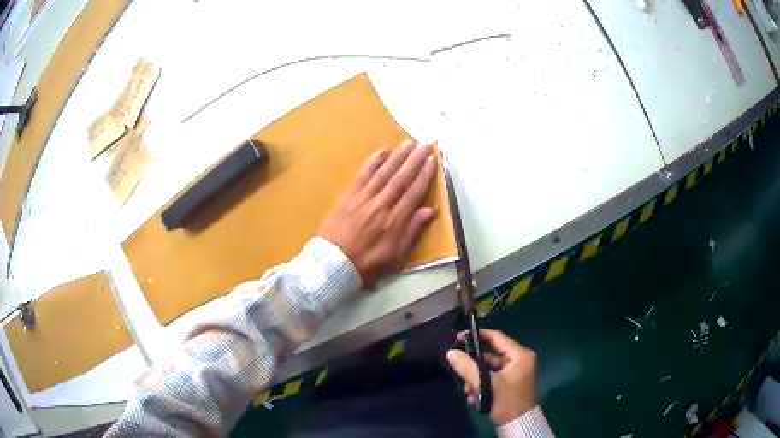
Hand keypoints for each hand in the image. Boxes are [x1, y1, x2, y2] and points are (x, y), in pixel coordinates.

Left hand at [318, 140, 436, 287]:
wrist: (333, 264)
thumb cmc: (367, 264)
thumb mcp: (395, 256)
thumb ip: (412, 232)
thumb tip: (429, 211)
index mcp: (395, 221)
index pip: (413, 193)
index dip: (424, 175)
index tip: (432, 160)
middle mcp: (381, 205)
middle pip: (400, 178)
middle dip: (414, 160)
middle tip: (425, 144)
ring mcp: (363, 199)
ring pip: (383, 173)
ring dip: (397, 157)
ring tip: (408, 143)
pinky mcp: (348, 197)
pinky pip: (362, 176)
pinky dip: (372, 163)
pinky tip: (381, 152)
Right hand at [446, 329, 536, 425]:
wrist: (517, 425)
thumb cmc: (506, 401)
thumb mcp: (487, 384)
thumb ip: (468, 367)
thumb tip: (451, 352)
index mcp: (520, 355)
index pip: (497, 337)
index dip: (477, 335)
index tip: (459, 338)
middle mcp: (520, 360)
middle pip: (490, 356)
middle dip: (474, 367)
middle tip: (460, 374)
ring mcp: (516, 372)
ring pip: (489, 369)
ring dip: (475, 379)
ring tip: (467, 391)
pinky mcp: (510, 383)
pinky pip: (492, 378)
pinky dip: (482, 385)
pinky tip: (473, 396)